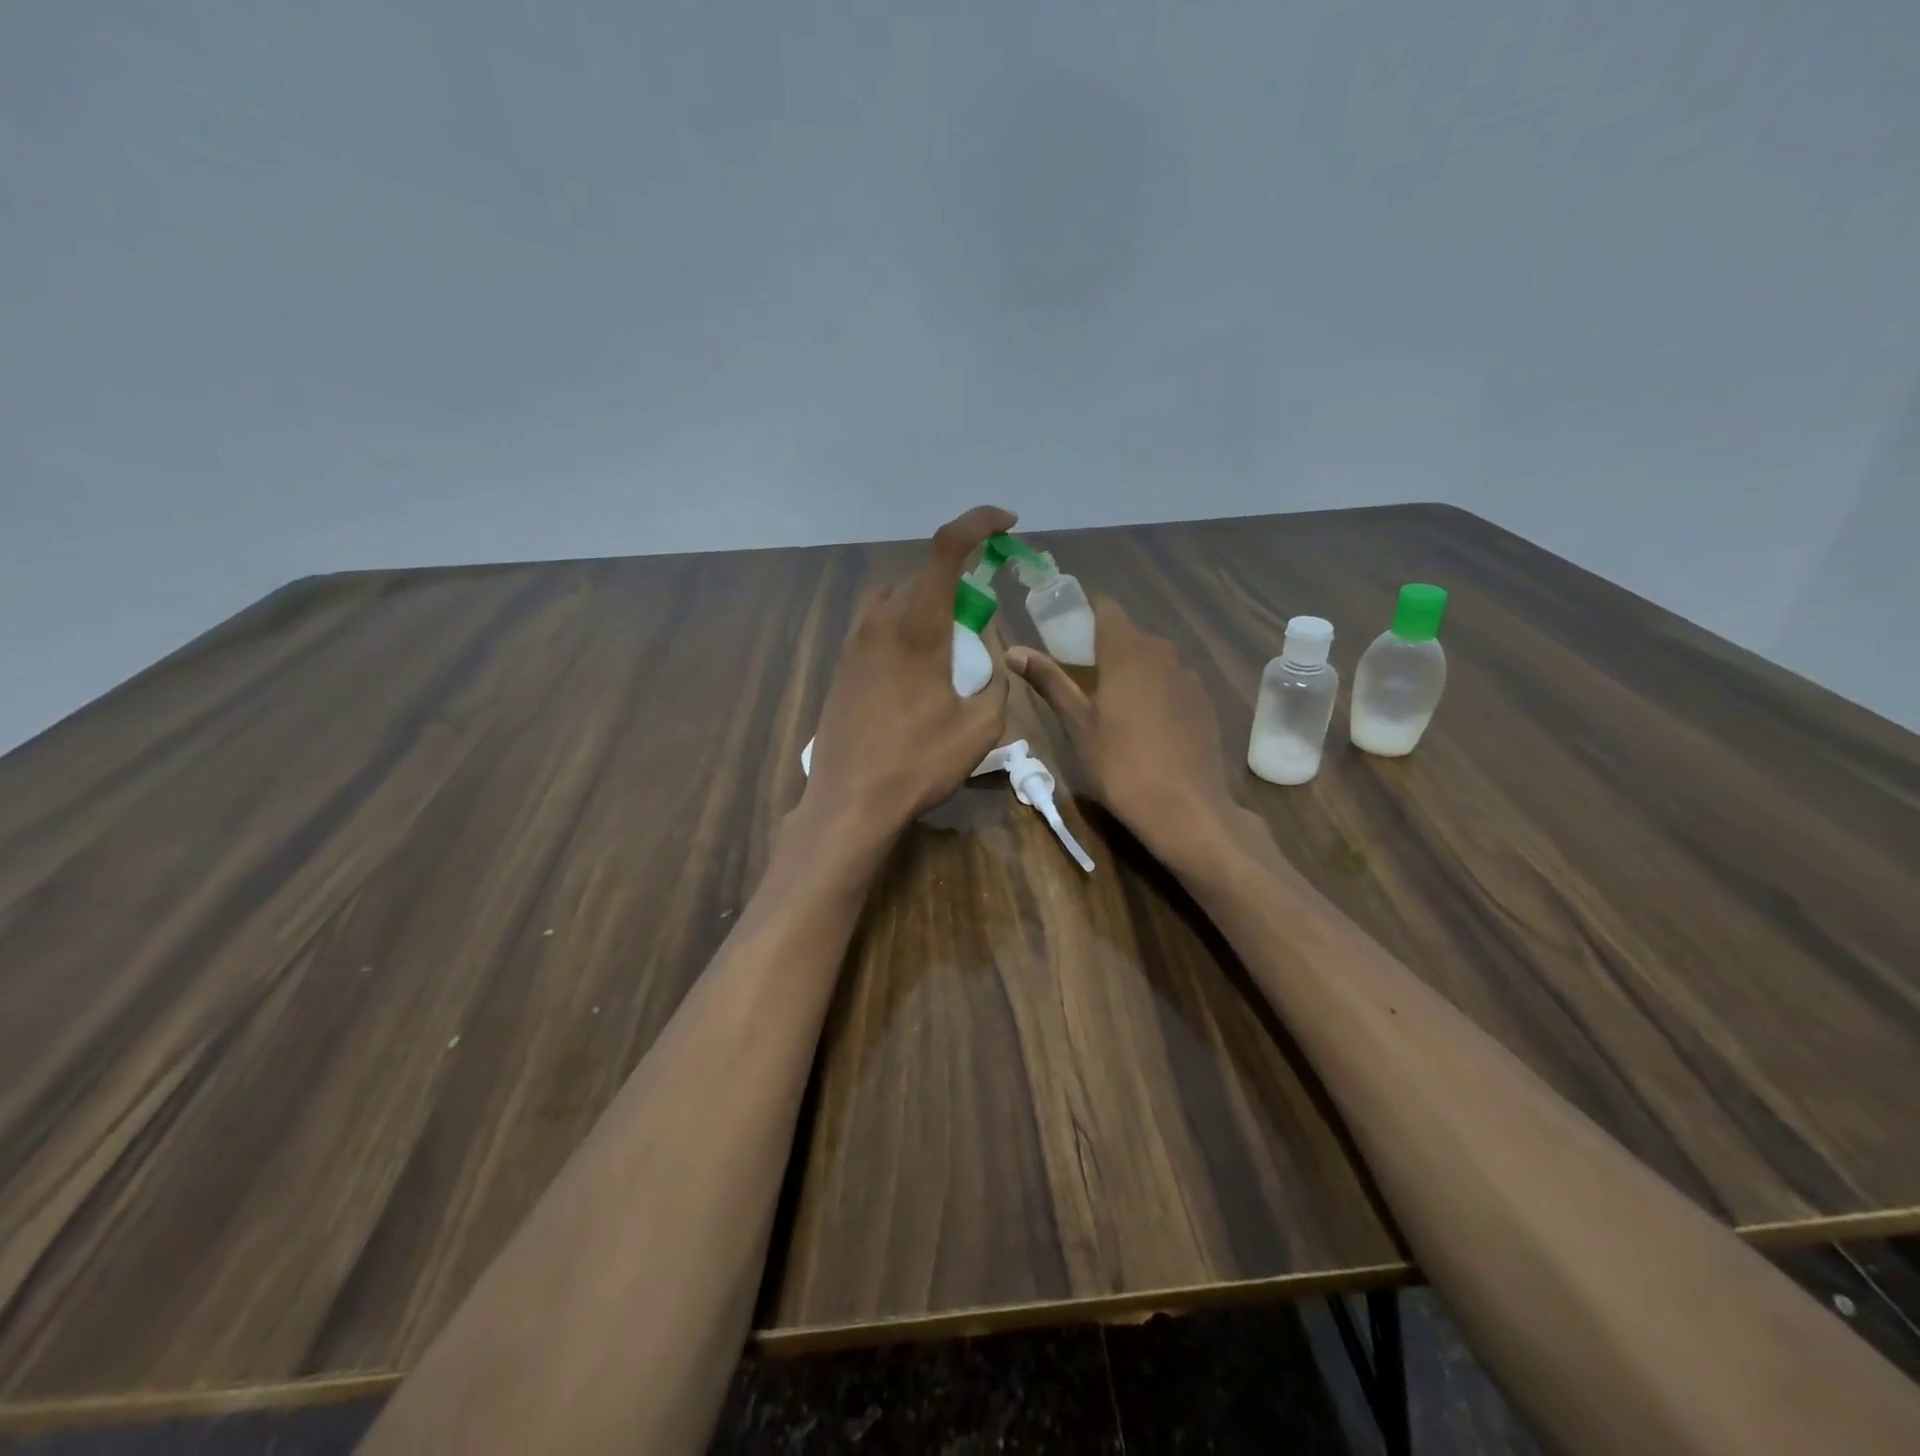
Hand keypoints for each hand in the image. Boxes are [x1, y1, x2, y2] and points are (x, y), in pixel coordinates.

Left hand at [802, 506, 1015, 840]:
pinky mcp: (841, 664)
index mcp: (917, 625)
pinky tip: (918, 669)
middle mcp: (879, 619)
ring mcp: (853, 641)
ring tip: (950, 645)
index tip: (1007, 525)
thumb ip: (995, 676)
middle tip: (982, 617)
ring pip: (897, 597)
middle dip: (959, 579)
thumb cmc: (918, 764)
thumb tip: (988, 652)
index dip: (979, 523)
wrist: (849, 802)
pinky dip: (905, 626)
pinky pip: (878, 623)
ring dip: (928, 603)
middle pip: (923, 573)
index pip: (947, 548)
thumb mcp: (980, 724)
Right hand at [1007, 597, 1250, 873]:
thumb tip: (1014, 650)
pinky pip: (1172, 682)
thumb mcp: (1076, 723)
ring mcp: (1189, 677)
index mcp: (1127, 650)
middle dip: (1103, 647)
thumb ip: (1049, 680)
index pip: (1105, 608)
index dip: (1082, 613)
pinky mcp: (1205, 702)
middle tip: (1078, 678)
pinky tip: (1144, 725)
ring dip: (1130, 670)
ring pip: (1152, 659)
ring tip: (1109, 705)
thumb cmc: (1119, 763)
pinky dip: (1154, 691)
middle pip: (1128, 635)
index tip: (1062, 633)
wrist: (1185, 807)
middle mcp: (1163, 652)